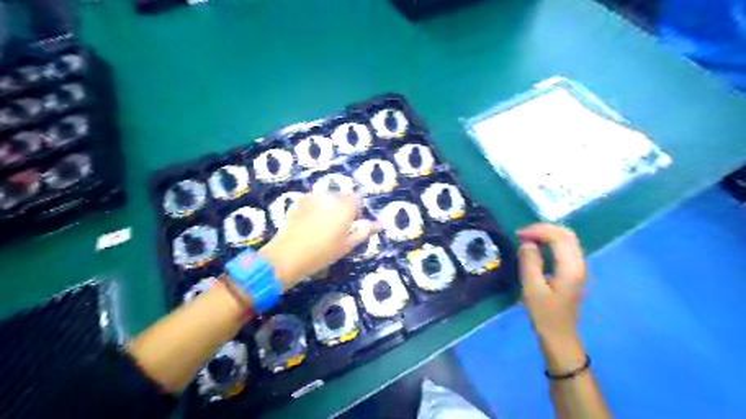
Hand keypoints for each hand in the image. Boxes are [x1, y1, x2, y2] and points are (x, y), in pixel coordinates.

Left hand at [260, 191, 378, 289]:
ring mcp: (313, 197)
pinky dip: (315, 206)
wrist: (288, 255)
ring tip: (322, 224)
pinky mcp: (299, 201)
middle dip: (342, 207)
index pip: (357, 199)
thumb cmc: (322, 253)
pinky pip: (313, 199)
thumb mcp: (346, 245)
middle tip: (337, 227)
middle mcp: (330, 197)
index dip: (356, 210)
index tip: (351, 223)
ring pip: (327, 197)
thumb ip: (363, 232)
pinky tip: (309, 221)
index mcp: (345, 207)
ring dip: (328, 205)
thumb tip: (379, 224)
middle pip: (342, 196)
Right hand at [516, 224, 584, 348]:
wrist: (559, 336)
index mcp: (570, 268)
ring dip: (547, 234)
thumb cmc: (544, 314)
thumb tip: (527, 243)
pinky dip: (550, 242)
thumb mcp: (531, 288)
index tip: (518, 235)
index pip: (559, 237)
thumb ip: (529, 262)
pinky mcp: (574, 271)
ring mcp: (579, 267)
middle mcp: (579, 264)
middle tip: (522, 234)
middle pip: (567, 234)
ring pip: (567, 239)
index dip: (538, 230)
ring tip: (527, 238)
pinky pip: (565, 247)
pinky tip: (537, 247)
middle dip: (543, 229)